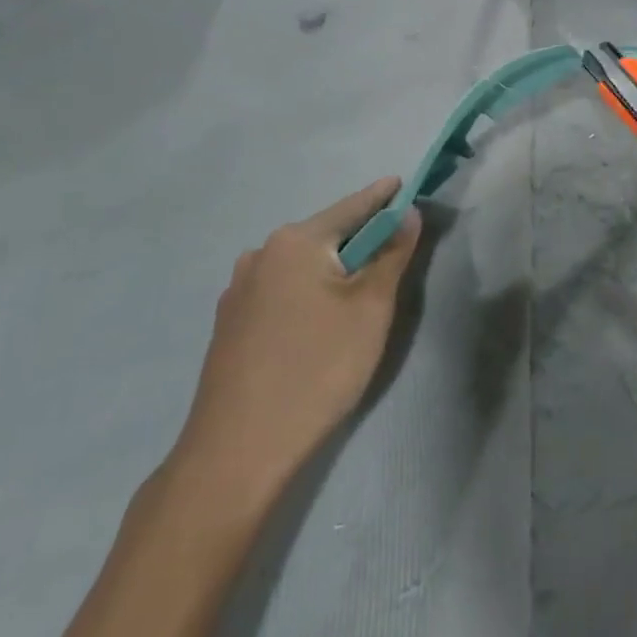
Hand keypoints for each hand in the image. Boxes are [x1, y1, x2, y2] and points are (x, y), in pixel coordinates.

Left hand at [168, 179, 420, 507]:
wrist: (238, 452)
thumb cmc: (317, 369)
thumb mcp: (370, 309)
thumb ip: (392, 254)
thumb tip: (407, 213)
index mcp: (295, 242)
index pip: (351, 207)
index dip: (382, 197)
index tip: (403, 184)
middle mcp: (261, 254)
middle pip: (324, 236)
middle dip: (358, 239)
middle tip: (391, 251)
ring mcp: (238, 291)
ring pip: (300, 267)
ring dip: (331, 270)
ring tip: (356, 295)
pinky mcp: (229, 325)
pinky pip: (280, 292)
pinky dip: (306, 294)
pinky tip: (316, 325)